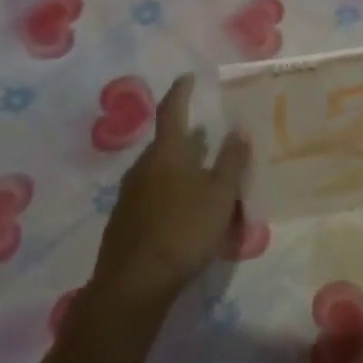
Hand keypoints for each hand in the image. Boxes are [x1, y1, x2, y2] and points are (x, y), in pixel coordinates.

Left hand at [86, 75, 250, 322]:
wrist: (133, 284)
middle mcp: (142, 167)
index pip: (171, 111)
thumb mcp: (220, 194)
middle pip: (165, 143)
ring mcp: (128, 195)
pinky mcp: (123, 221)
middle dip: (186, 138)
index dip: (180, 92)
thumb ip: (232, 160)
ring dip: (179, 167)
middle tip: (209, 138)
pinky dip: (170, 192)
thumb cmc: (183, 230)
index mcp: (166, 154)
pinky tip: (184, 212)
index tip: (188, 77)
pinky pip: (151, 194)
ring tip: (202, 176)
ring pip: (158, 170)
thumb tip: (239, 128)